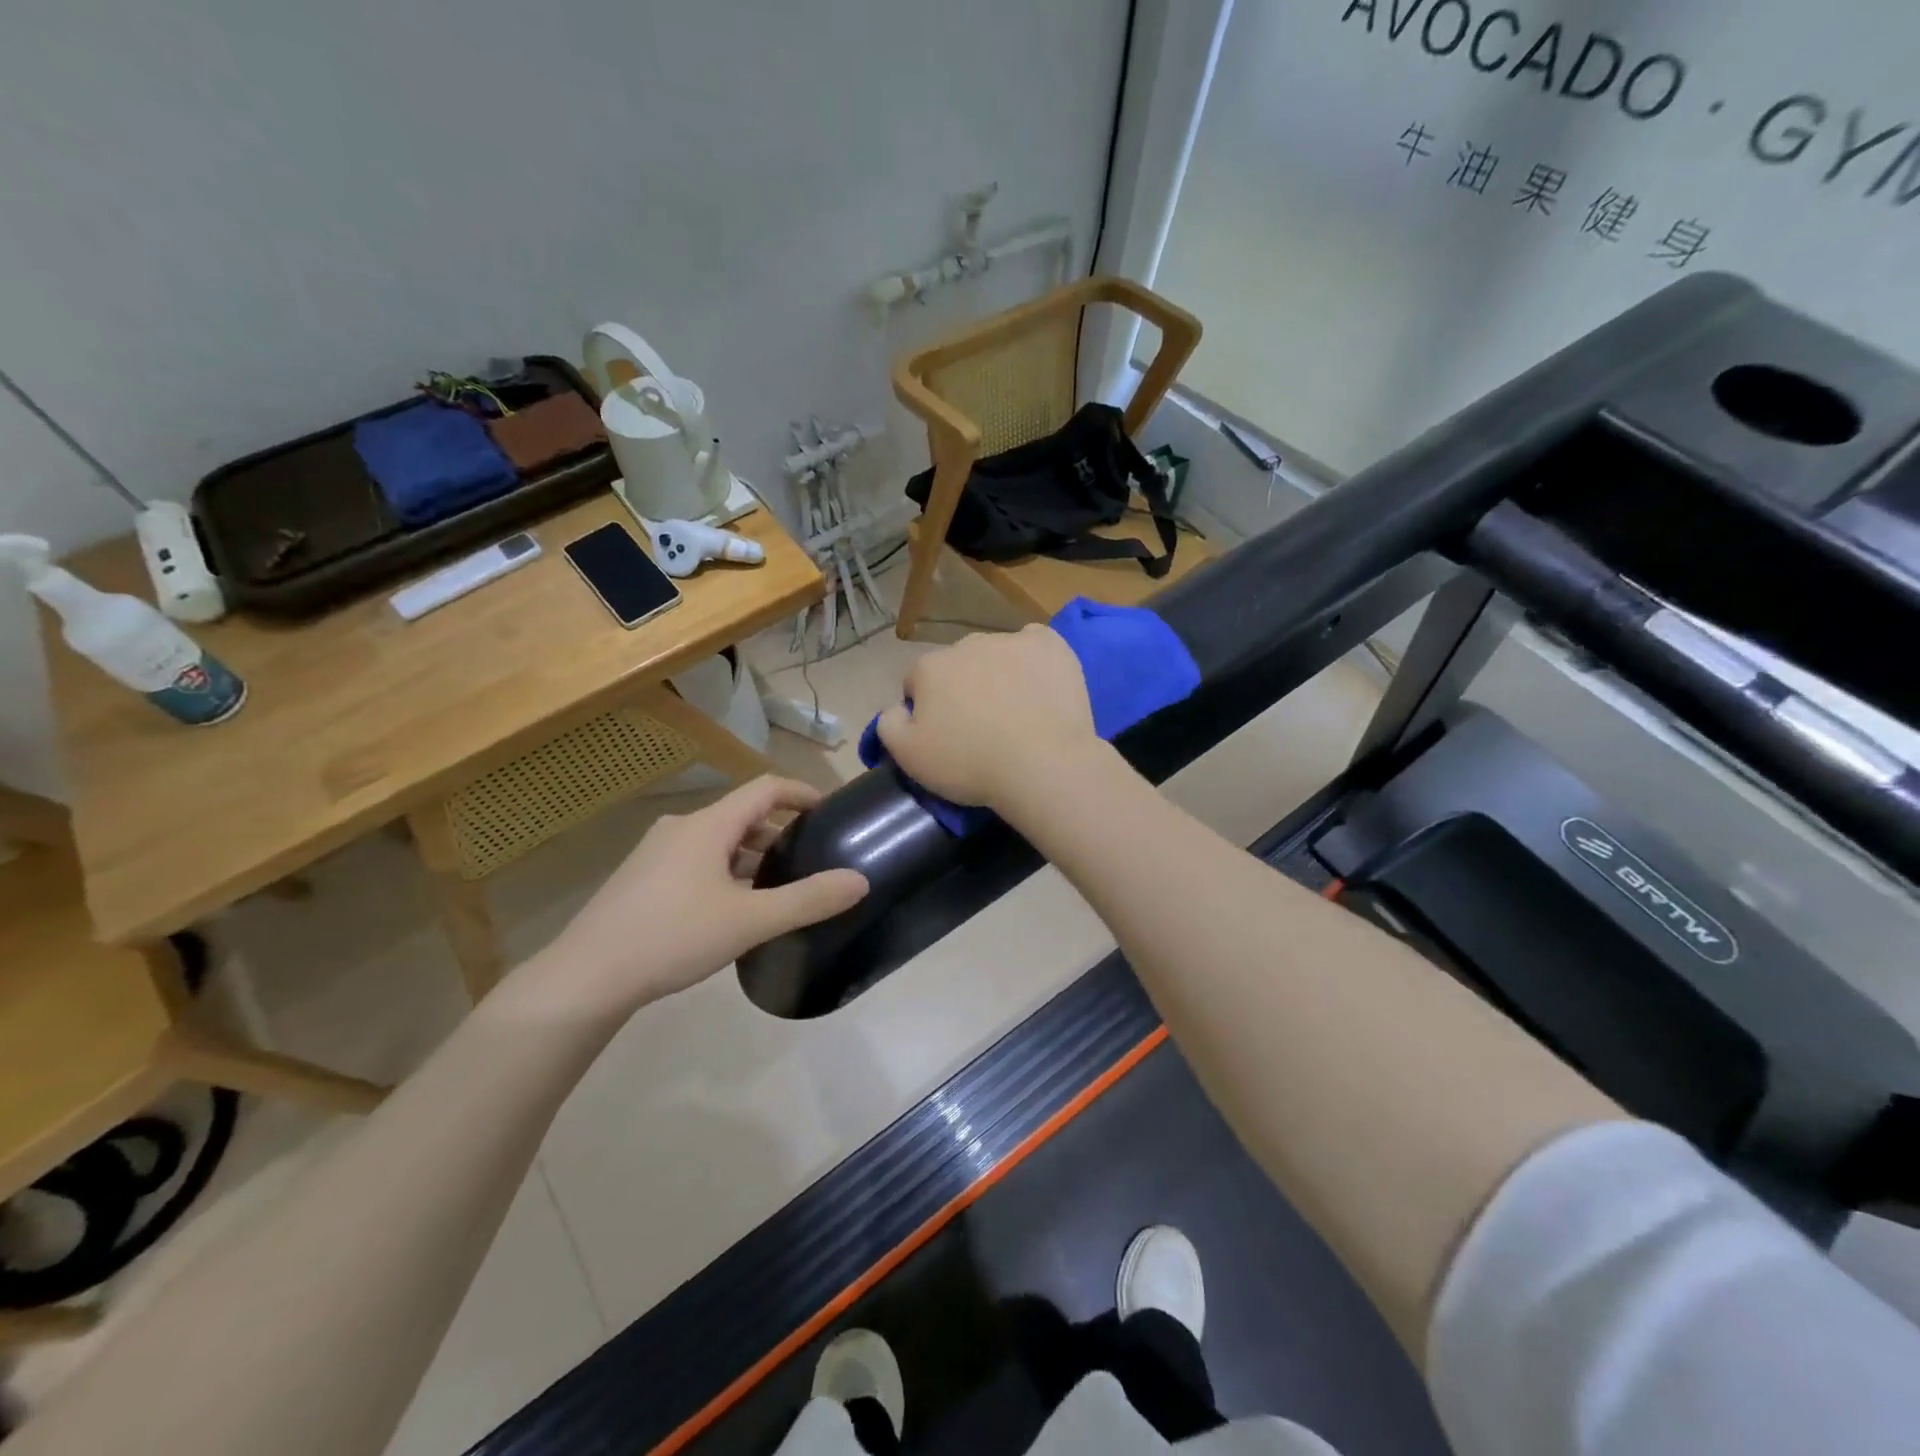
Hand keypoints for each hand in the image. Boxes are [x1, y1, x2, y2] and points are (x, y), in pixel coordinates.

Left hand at [520, 776, 867, 1018]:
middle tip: (810, 857)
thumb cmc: (672, 937)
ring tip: (778, 887)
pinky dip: (726, 871)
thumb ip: (808, 900)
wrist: (585, 977)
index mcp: (708, 825)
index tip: (830, 811)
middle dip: (780, 830)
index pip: (765, 788)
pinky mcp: (642, 879)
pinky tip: (733, 909)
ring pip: (718, 841)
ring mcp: (656, 853)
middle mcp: (682, 828)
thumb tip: (860, 880)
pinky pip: (696, 861)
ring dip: (752, 855)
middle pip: (742, 815)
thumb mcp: (750, 921)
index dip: (802, 792)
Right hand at [876, 624, 1099, 809]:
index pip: (917, 683)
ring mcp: (1011, 641)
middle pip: (958, 666)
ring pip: (997, 655)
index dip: (927, 710)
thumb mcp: (909, 757)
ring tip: (1017, 713)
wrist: (1042, 764)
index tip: (944, 736)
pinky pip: (1035, 645)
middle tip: (981, 728)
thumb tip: (896, 708)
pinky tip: (1042, 688)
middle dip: (964, 689)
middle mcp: (966, 644)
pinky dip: (1035, 662)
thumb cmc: (970, 764)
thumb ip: (889, 725)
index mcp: (929, 667)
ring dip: (999, 675)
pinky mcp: (1050, 645)